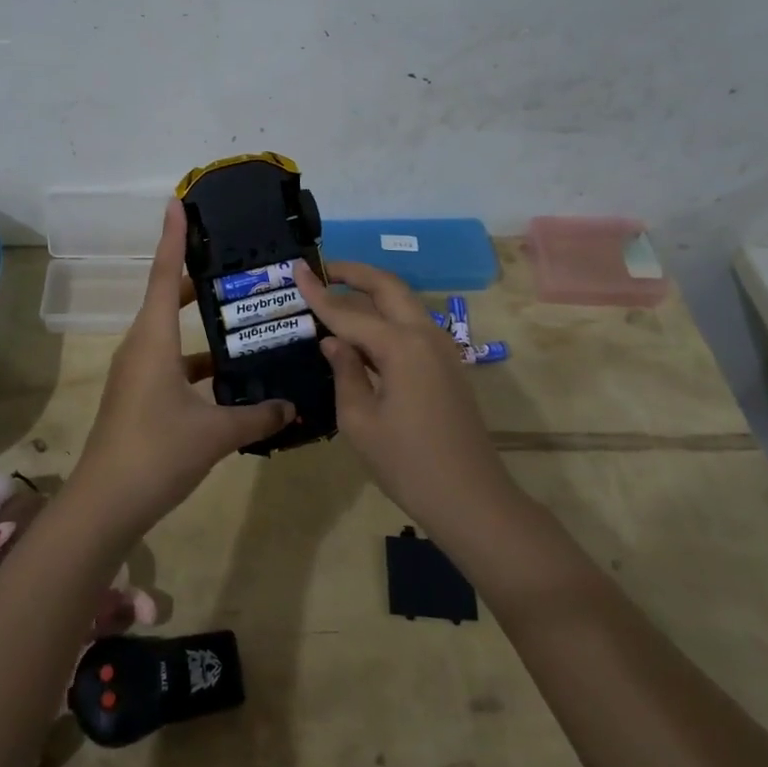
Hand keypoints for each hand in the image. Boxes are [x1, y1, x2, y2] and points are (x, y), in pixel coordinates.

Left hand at [69, 201, 294, 536]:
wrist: (105, 505)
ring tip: (242, 317)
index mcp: (153, 339)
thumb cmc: (156, 453)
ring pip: (171, 333)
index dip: (173, 237)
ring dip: (200, 325)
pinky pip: (172, 363)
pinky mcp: (139, 397)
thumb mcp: (214, 432)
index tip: (178, 203)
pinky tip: (230, 378)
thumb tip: (292, 406)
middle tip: (231, 262)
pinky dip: (198, 362)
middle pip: (165, 298)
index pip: (162, 274)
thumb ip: (257, 416)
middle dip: (194, 277)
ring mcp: (137, 373)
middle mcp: (142, 347)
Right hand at [294, 261, 520, 542]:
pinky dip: (386, 314)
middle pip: (387, 287)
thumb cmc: (407, 464)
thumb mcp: (359, 421)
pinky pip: (411, 324)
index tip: (296, 267)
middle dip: (354, 273)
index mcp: (400, 346)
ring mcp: (441, 349)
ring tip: (338, 293)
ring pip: (403, 302)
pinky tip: (364, 331)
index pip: (348, 311)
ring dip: (371, 291)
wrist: (471, 499)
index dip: (318, 292)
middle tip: (322, 269)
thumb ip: (344, 372)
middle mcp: (424, 335)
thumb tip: (334, 341)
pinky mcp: (447, 365)